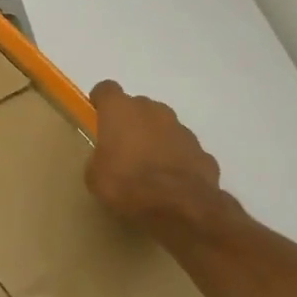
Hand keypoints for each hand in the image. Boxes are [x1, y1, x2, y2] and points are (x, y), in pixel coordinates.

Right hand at [84, 80, 229, 227]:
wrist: (178, 206)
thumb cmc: (125, 184)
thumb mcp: (95, 175)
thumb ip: (101, 157)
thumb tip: (108, 159)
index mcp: (120, 111)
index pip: (107, 90)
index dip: (101, 100)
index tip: (96, 114)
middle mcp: (153, 111)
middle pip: (138, 106)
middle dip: (130, 122)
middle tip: (120, 146)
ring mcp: (181, 129)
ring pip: (163, 126)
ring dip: (154, 139)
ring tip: (146, 167)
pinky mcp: (202, 151)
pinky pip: (182, 149)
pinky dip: (174, 158)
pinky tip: (168, 181)